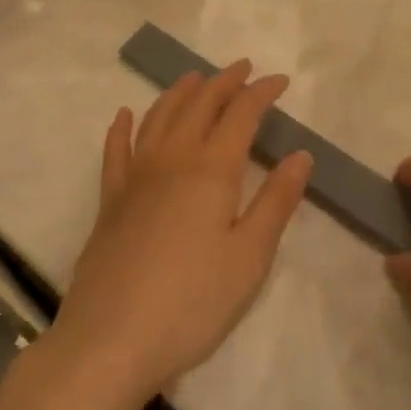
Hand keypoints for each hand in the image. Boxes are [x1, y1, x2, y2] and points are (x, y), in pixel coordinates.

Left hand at [47, 60, 313, 406]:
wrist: (110, 341)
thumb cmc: (191, 303)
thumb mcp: (249, 258)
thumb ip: (276, 202)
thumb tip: (301, 154)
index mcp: (212, 169)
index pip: (241, 114)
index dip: (262, 92)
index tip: (280, 80)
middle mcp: (173, 158)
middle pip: (200, 104)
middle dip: (224, 82)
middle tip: (243, 68)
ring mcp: (136, 176)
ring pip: (159, 116)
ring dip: (180, 92)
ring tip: (195, 78)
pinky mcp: (110, 199)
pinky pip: (116, 150)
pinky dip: (122, 127)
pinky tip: (124, 114)